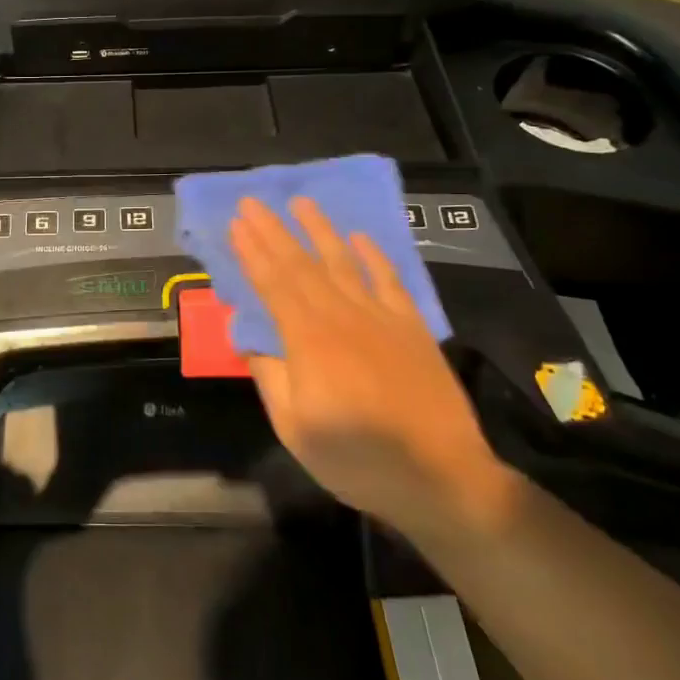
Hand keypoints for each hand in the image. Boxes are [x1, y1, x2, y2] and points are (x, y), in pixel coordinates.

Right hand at [230, 197, 518, 539]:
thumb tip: (247, 337)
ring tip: (301, 202)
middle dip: (273, 231)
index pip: (273, 285)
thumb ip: (269, 377)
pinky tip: (359, 237)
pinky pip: (389, 280)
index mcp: (309, 341)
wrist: (444, 478)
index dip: (252, 253)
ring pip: (342, 262)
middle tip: (252, 202)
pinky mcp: (411, 327)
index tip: (236, 224)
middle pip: (301, 265)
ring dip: (319, 230)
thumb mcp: (296, 430)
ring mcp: (380, 318)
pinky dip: (373, 256)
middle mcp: (342, 317)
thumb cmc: (359, 460)